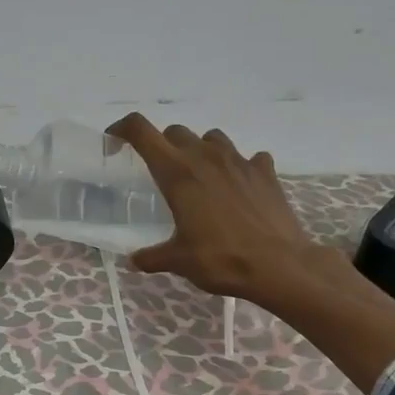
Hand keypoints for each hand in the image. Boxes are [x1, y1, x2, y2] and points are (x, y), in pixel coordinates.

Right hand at [110, 113, 394, 389]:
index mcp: (177, 174)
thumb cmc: (221, 259)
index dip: (123, 129)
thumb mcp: (178, 261)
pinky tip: (237, 186)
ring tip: (199, 175)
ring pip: (211, 138)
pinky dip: (238, 166)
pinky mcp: (265, 172)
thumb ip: (152, 257)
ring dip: (199, 149)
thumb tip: (135, 260)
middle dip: (161, 145)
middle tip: (158, 171)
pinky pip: (247, 157)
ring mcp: (239, 161)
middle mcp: (206, 158)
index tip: (115, 142)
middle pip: (175, 132)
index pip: (142, 132)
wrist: (279, 265)